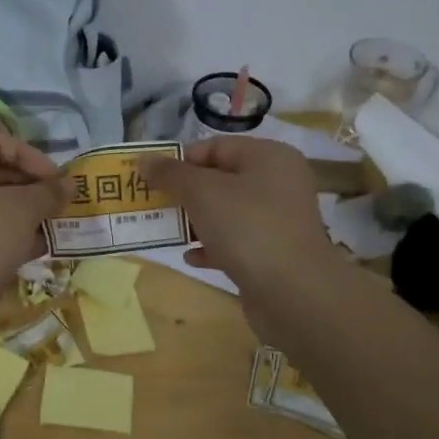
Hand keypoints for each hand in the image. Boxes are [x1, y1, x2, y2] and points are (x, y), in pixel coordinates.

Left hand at [0, 127, 69, 342]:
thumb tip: (69, 184)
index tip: (55, 180)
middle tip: (60, 203)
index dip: (29, 154)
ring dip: (24, 212)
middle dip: (30, 185)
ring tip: (55, 225)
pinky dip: (9, 235)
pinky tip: (39, 248)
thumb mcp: (20, 211)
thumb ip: (47, 192)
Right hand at [141, 137, 341, 332]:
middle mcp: (279, 183)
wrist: (293, 292)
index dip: (182, 160)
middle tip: (155, 205)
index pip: (216, 147)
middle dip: (185, 193)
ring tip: (167, 231)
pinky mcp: (274, 252)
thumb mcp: (201, 192)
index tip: (154, 180)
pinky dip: (212, 246)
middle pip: (221, 179)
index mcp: (268, 157)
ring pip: (227, 212)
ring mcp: (279, 220)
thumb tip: (144, 159)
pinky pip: (236, 241)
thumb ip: (170, 174)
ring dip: (196, 221)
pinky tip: (191, 257)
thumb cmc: (246, 227)